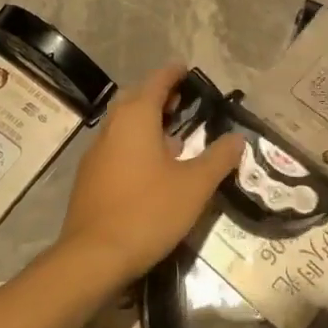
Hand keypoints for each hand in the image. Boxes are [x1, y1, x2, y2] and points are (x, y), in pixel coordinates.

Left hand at [56, 64, 246, 285]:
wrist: (94, 257)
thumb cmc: (148, 211)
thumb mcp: (195, 186)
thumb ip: (218, 158)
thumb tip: (237, 138)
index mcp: (135, 119)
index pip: (156, 83)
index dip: (173, 74)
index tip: (188, 70)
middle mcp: (111, 129)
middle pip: (136, 101)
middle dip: (159, 98)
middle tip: (184, 103)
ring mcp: (96, 155)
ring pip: (124, 126)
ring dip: (147, 124)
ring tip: (174, 136)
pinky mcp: (90, 179)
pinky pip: (116, 149)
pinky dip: (136, 146)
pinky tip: (152, 169)